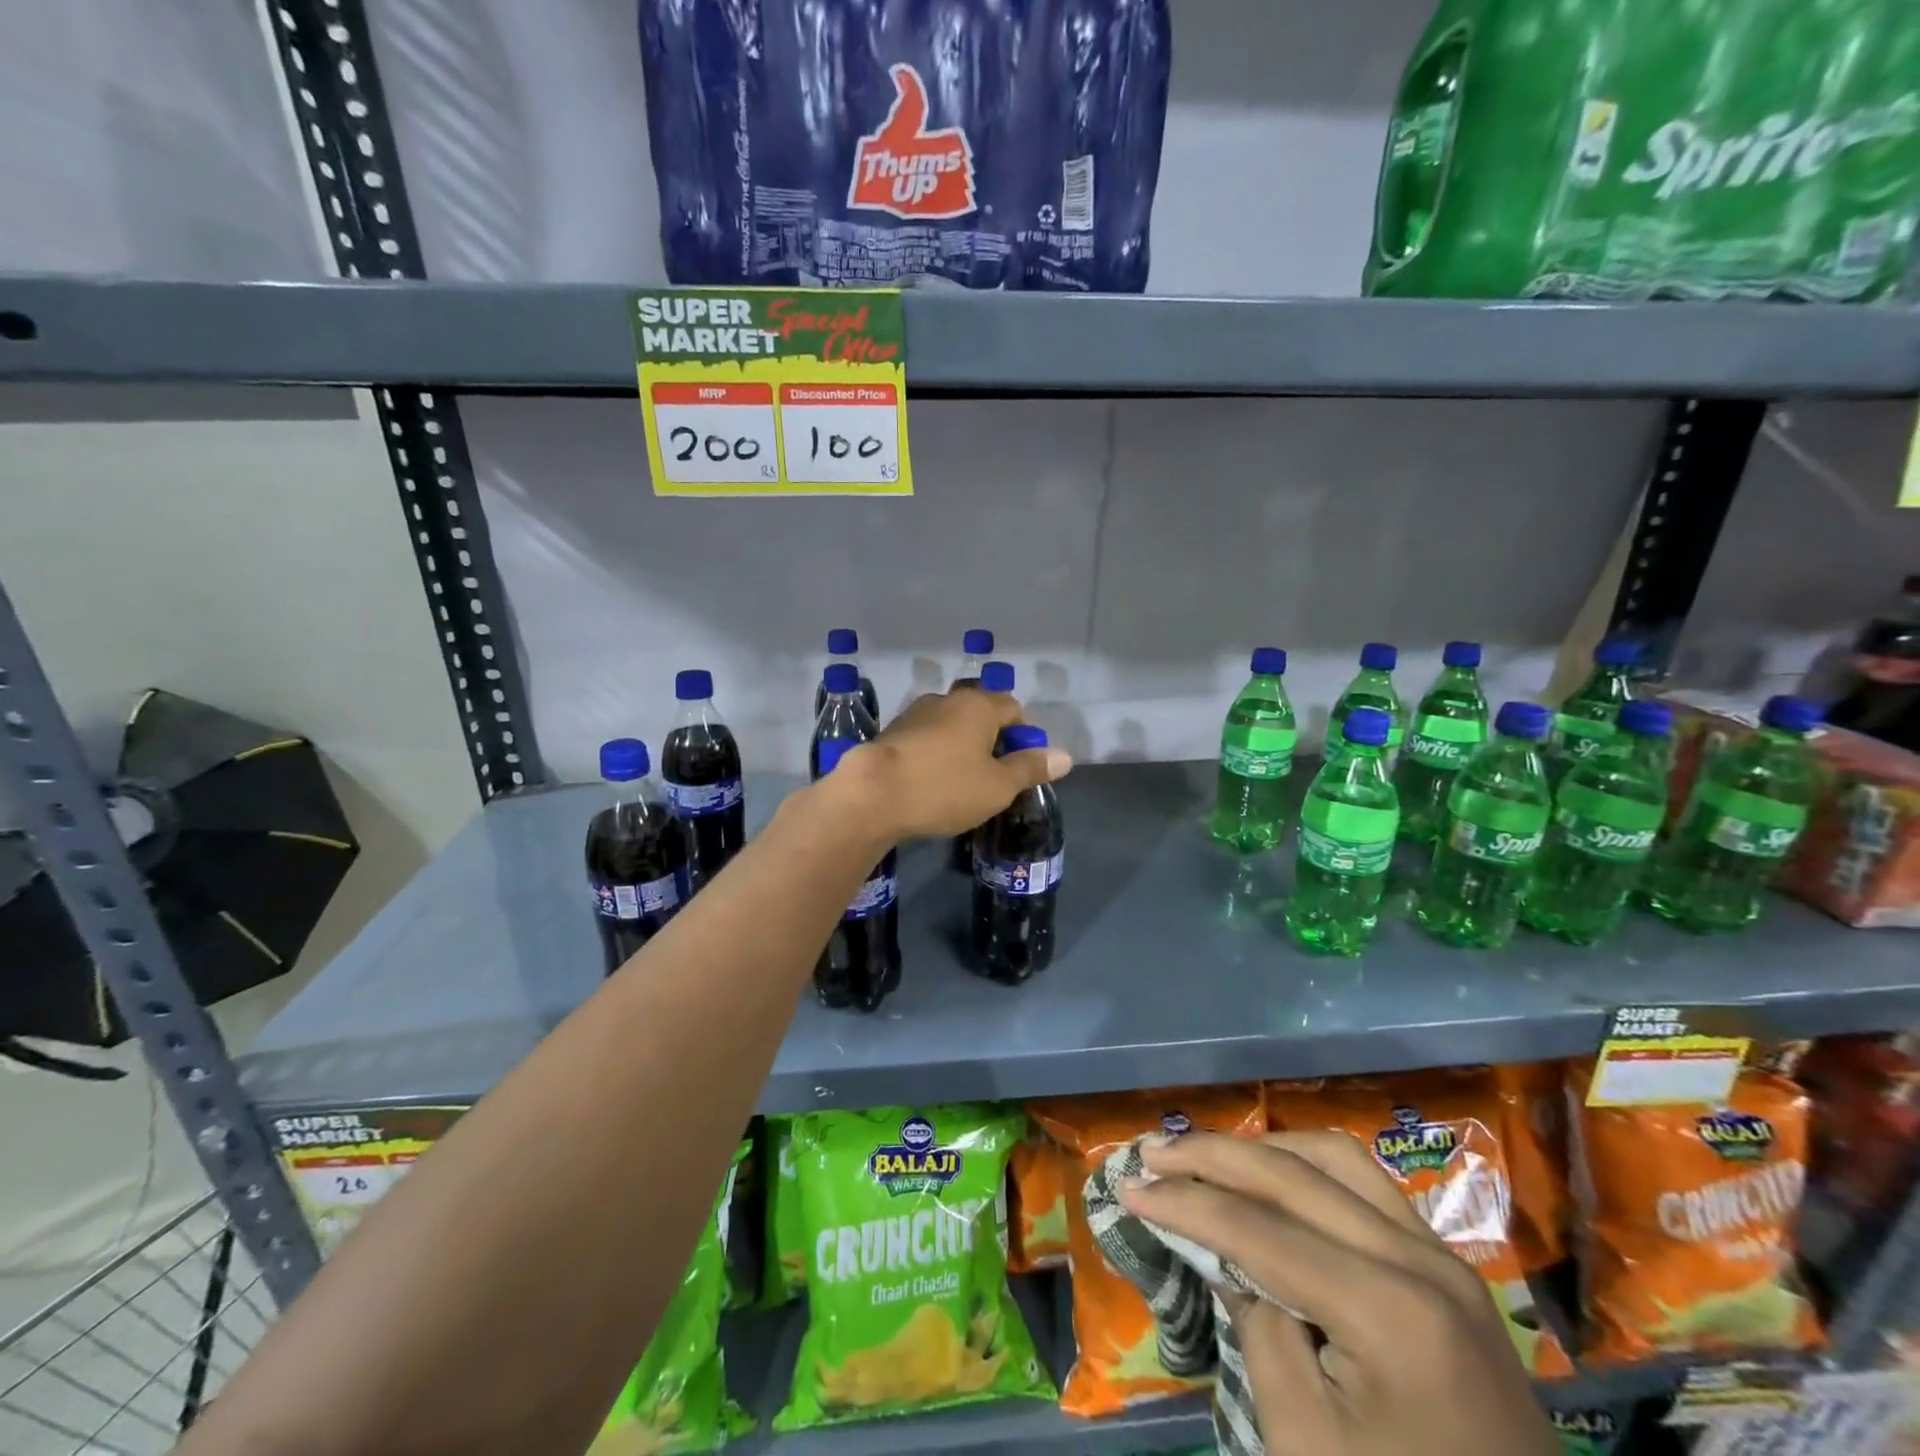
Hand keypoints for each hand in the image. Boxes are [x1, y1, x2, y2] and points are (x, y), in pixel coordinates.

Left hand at [830, 686, 1071, 839]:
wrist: (872, 795)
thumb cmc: (944, 788)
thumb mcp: (997, 786)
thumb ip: (1030, 768)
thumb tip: (1065, 756)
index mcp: (978, 705)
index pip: (1014, 708)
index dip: (1024, 736)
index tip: (1021, 766)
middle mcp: (947, 700)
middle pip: (981, 713)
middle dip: (992, 740)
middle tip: (994, 776)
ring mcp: (915, 713)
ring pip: (951, 725)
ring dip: (961, 746)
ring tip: (962, 780)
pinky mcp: (891, 732)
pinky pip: (926, 738)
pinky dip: (935, 753)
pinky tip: (931, 780)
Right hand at [1119, 1132, 1557, 1455]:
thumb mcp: (1305, 1443)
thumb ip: (1256, 1326)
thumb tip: (1221, 1250)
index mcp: (1391, 1311)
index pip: (1260, 1228)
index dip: (1185, 1204)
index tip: (1128, 1188)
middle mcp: (1422, 1260)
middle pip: (1296, 1174)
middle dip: (1213, 1156)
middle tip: (1152, 1152)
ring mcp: (1444, 1259)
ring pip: (1336, 1158)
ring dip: (1263, 1149)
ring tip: (1207, 1158)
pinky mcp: (1449, 1270)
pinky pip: (1367, 1186)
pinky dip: (1307, 1167)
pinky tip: (1272, 1179)